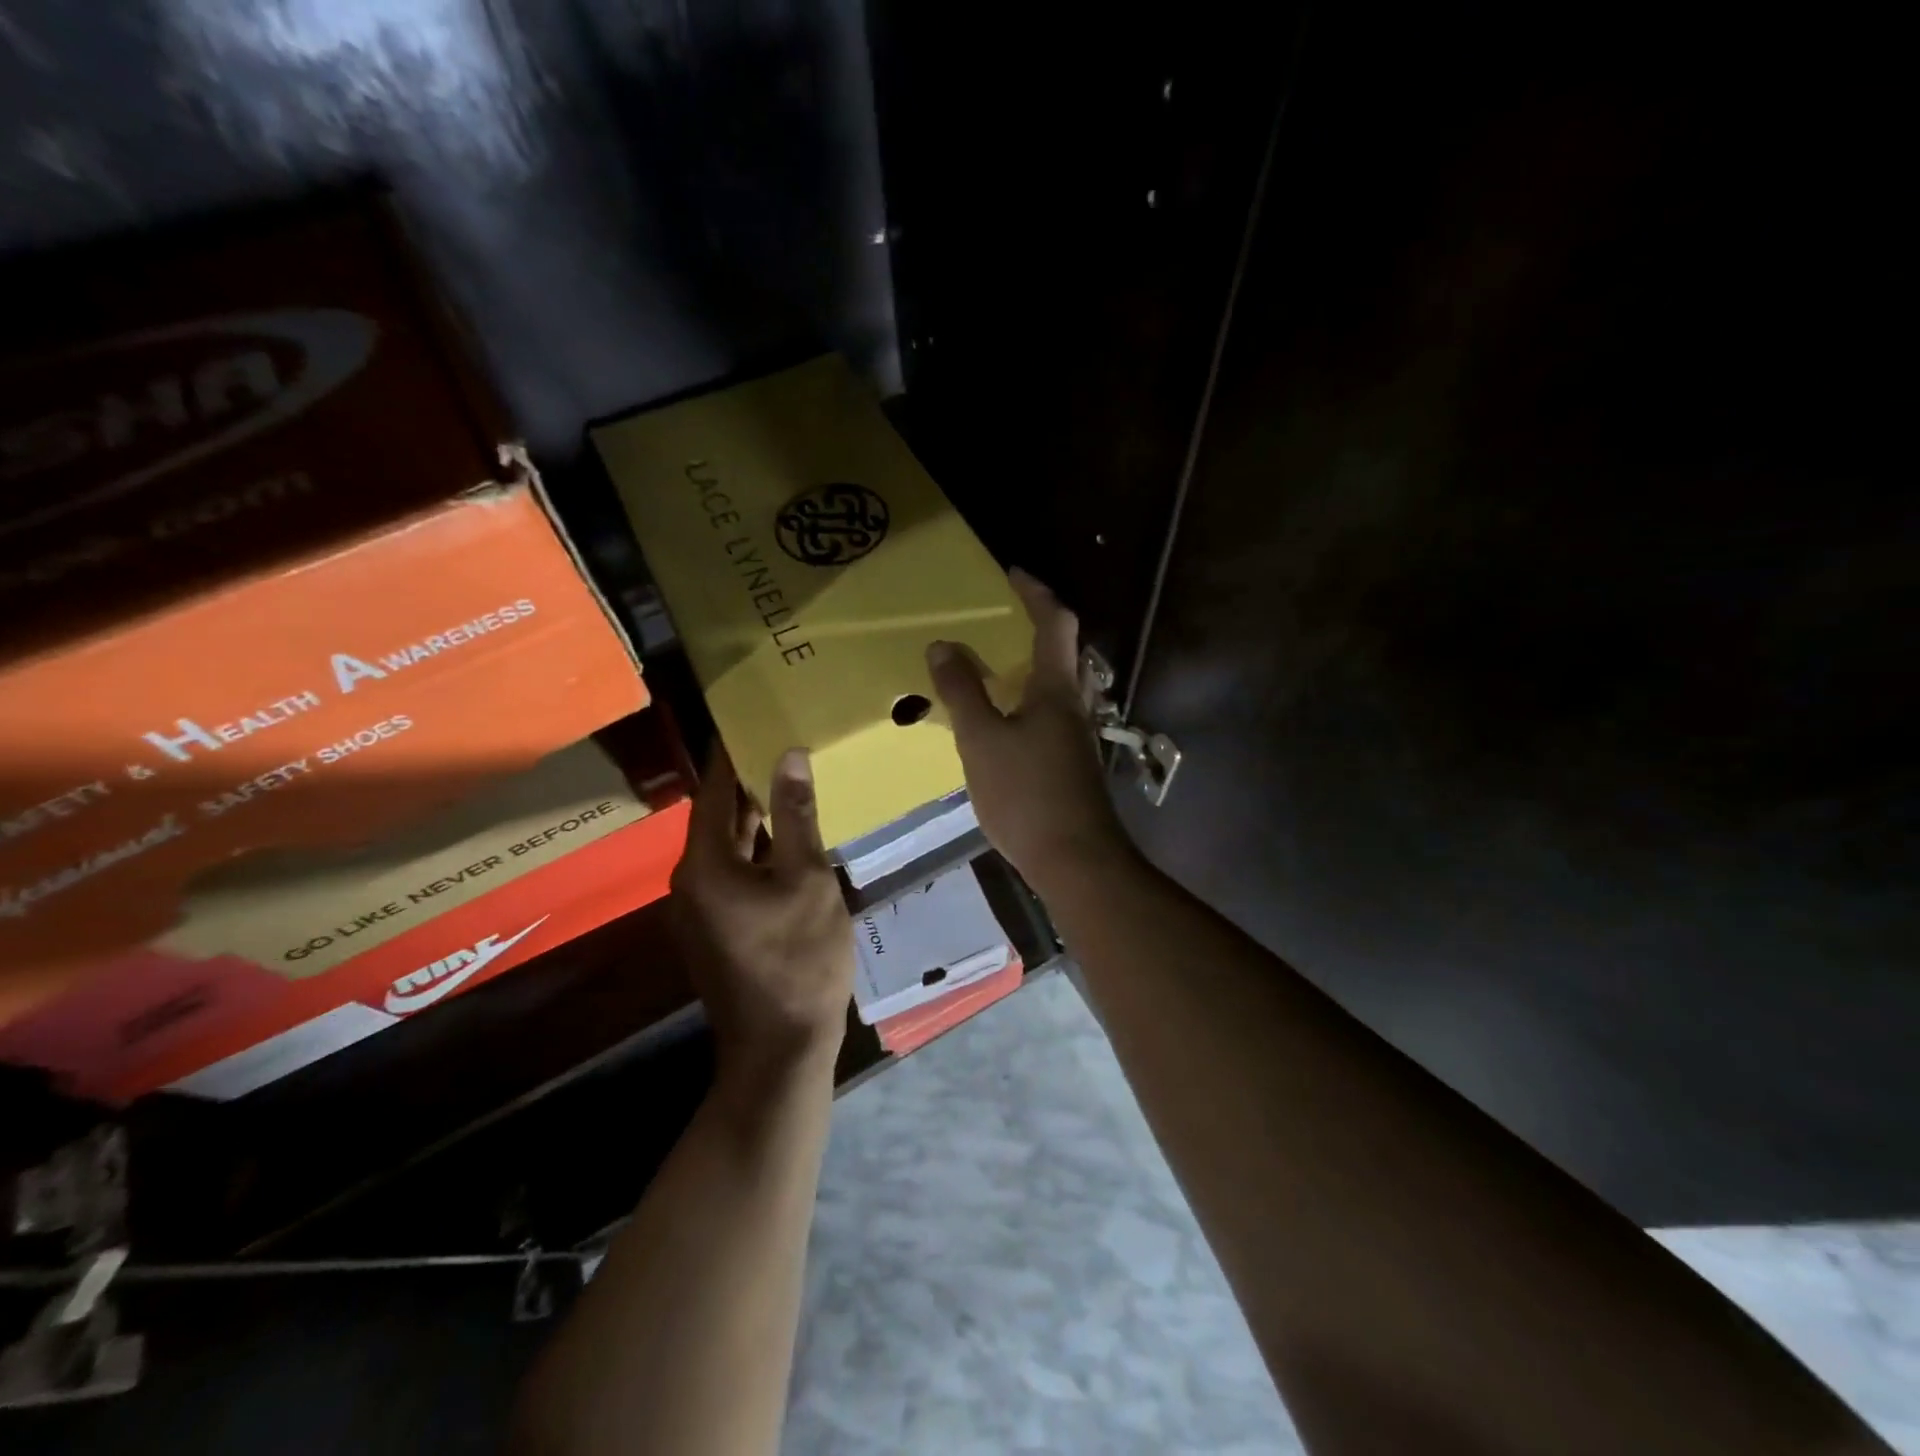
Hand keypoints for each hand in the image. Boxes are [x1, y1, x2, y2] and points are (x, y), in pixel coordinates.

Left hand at [669, 746, 853, 1095]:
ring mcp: (701, 907)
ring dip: (752, 813)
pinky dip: (756, 846)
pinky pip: (733, 870)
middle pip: (715, 815)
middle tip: (775, 736)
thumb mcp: (808, 879)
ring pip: (726, 845)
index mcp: (705, 864)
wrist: (781, 1046)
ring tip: (785, 774)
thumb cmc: (799, 957)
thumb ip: (797, 815)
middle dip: (743, 778)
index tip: (745, 715)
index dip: (728, 752)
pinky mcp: (717, 926)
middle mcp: (691, 880)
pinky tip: (786, 833)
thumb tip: (788, 754)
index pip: (711, 790)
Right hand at [926, 569, 1136, 897]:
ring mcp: (1078, 737)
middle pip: (1065, 651)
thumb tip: (943, 645)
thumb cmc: (1027, 795)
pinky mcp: (1073, 763)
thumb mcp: (982, 740)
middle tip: (1000, 620)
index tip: (1011, 573)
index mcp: (1057, 689)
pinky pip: (1053, 714)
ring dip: (1034, 666)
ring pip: (1060, 686)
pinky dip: (1030, 701)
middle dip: (1038, 627)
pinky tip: (1005, 721)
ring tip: (995, 666)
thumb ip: (962, 692)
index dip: (1035, 593)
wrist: (1076, 861)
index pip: (1054, 623)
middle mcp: (1075, 705)